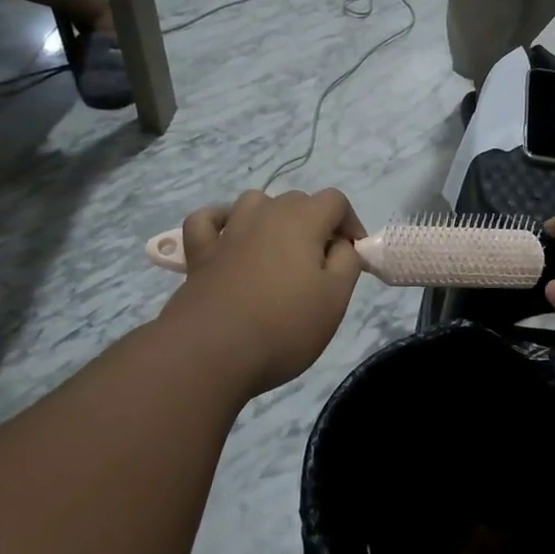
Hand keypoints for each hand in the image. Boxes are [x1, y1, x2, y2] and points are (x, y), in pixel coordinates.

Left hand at [165, 189, 365, 395]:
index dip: (350, 223)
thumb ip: (347, 262)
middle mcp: (264, 215)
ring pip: (254, 203)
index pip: (335, 201)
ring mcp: (228, 232)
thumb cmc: (284, 326)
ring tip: (279, 250)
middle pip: (297, 200)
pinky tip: (228, 237)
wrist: (212, 353)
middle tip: (321, 264)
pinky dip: (220, 222)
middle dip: (315, 223)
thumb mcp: (335, 298)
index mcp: (302, 221)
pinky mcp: (199, 254)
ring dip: (272, 217)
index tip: (354, 256)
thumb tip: (340, 245)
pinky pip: (207, 221)